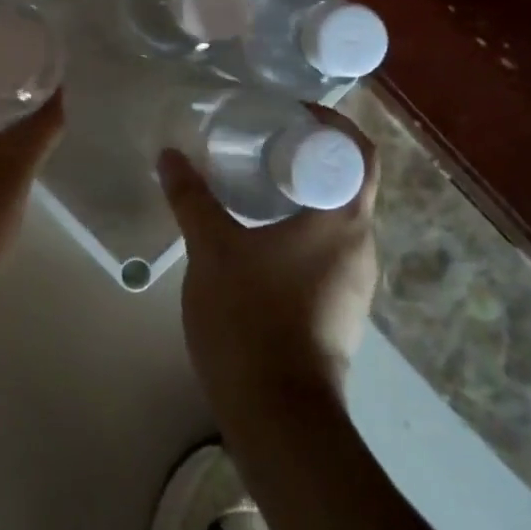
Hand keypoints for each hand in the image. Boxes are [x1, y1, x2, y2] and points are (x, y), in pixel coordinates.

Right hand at [158, 108, 379, 412]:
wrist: (279, 416)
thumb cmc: (251, 317)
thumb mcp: (212, 248)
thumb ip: (191, 198)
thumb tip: (169, 155)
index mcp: (342, 221)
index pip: (358, 153)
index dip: (330, 124)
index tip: (287, 112)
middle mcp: (361, 246)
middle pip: (346, 183)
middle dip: (305, 156)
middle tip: (258, 141)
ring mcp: (354, 282)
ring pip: (333, 219)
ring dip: (298, 195)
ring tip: (250, 182)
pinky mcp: (339, 309)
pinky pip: (324, 250)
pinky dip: (296, 229)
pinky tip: (256, 235)